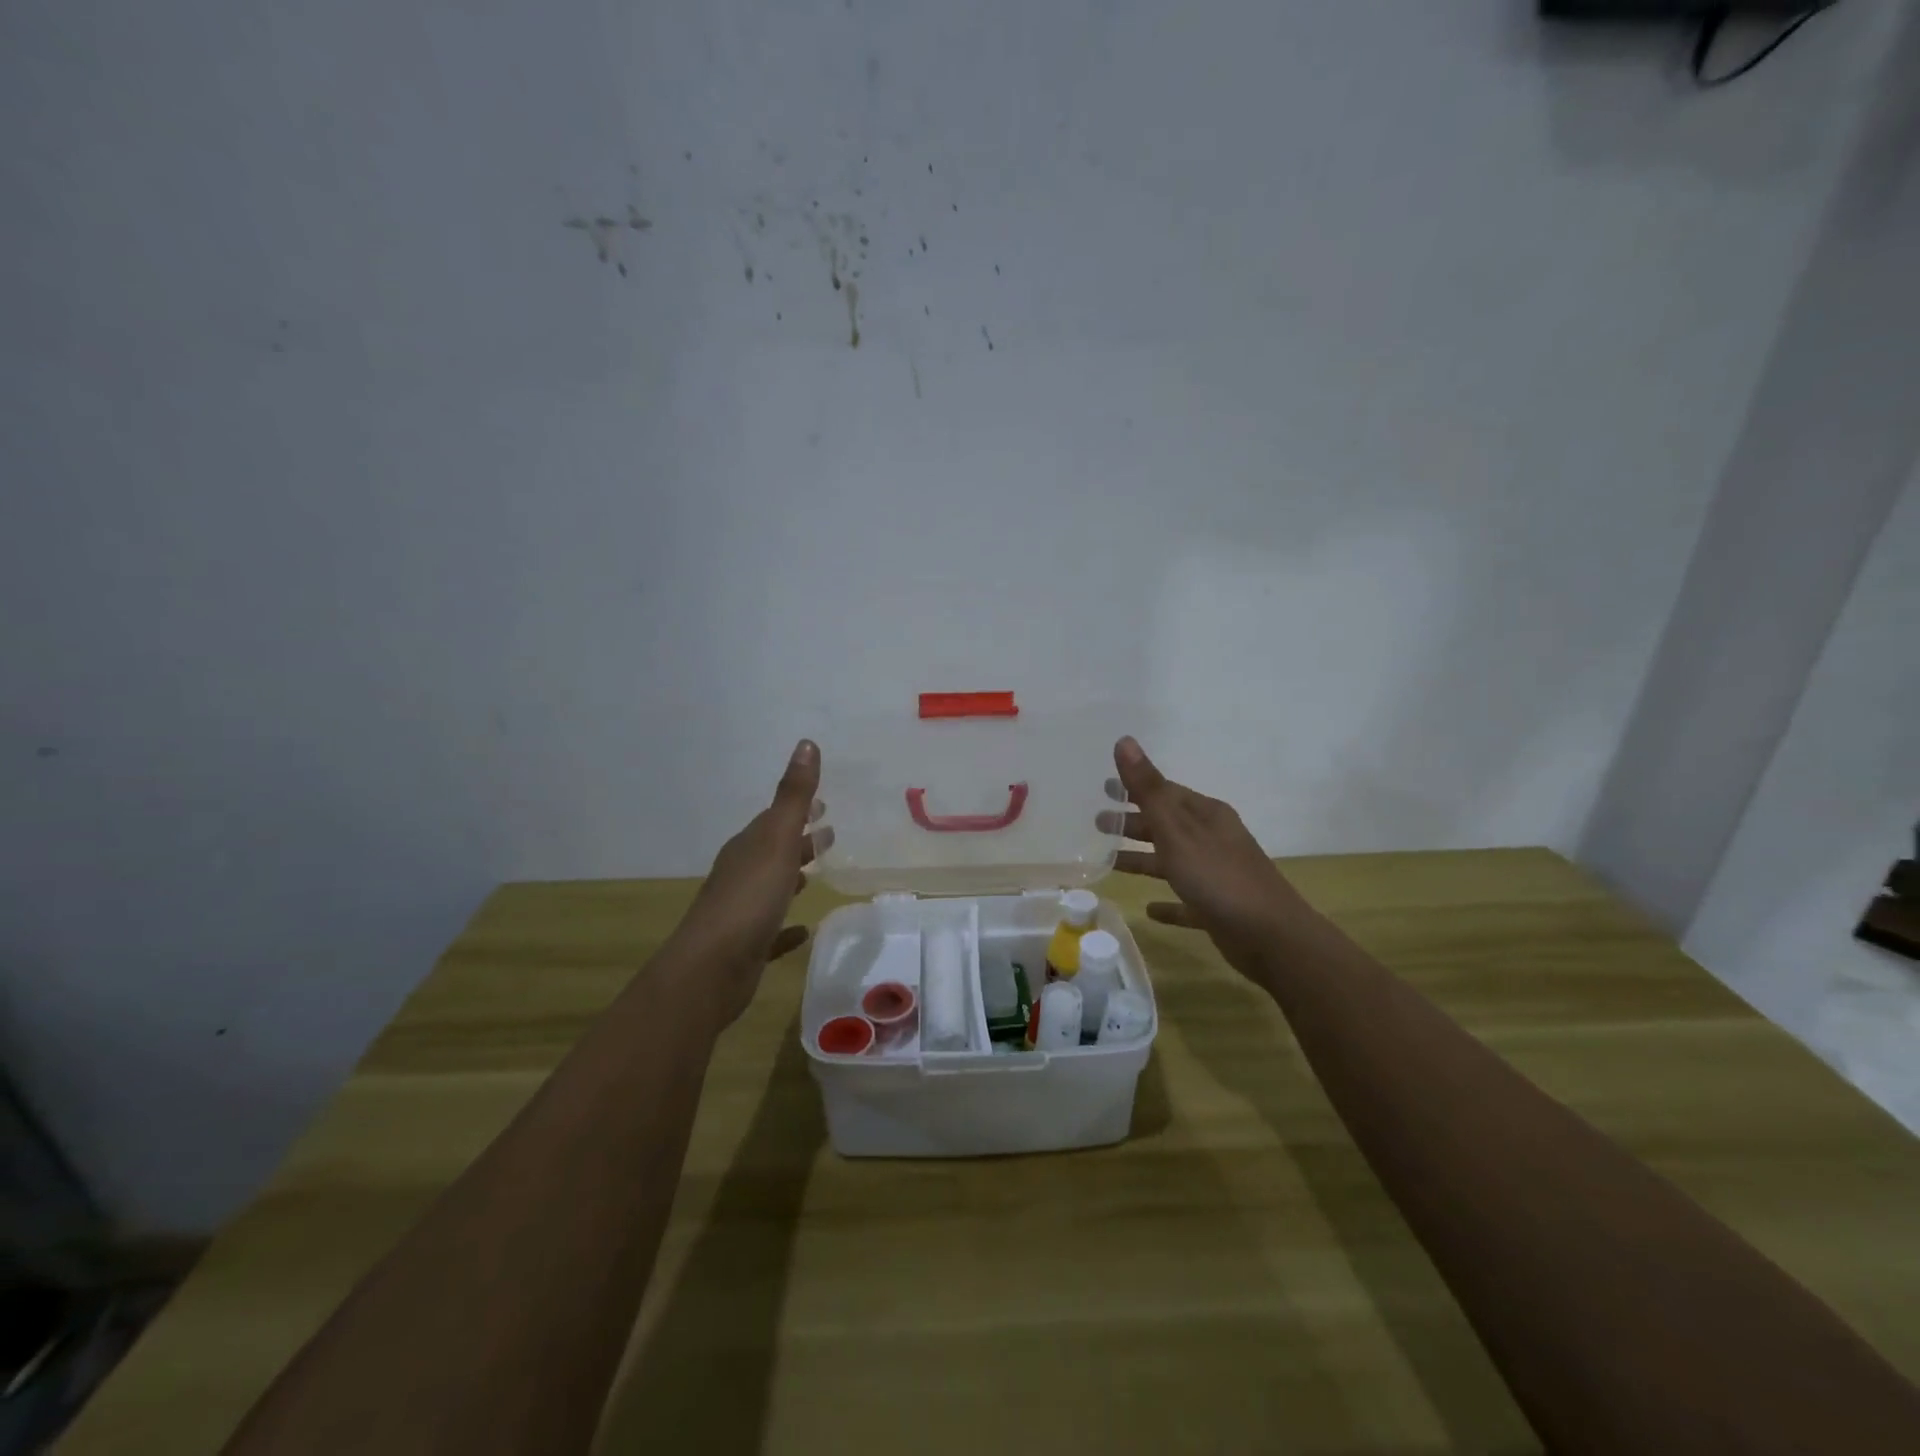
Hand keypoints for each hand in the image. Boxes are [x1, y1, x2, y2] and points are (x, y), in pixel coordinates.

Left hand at [665, 740, 832, 1027]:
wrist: (711, 968)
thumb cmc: (749, 898)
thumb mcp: (777, 840)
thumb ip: (794, 796)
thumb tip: (807, 743)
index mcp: (748, 847)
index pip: (774, 820)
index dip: (798, 810)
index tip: (823, 804)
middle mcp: (741, 874)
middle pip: (773, 850)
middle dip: (799, 840)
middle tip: (830, 834)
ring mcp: (741, 911)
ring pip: (771, 886)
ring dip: (792, 876)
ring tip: (818, 874)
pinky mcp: (746, 946)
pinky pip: (772, 929)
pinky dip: (787, 926)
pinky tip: (803, 930)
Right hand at [1102, 736, 1315, 983]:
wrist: (1272, 937)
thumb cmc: (1219, 877)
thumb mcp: (1177, 830)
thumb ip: (1148, 789)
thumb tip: (1124, 741)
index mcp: (1206, 815)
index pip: (1165, 793)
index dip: (1134, 788)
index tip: (1104, 787)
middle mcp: (1213, 840)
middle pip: (1166, 825)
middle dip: (1133, 823)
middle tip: (1097, 822)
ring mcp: (1217, 875)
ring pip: (1171, 861)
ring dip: (1142, 859)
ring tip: (1108, 862)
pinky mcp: (1218, 909)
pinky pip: (1185, 901)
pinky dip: (1167, 903)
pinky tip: (1148, 910)